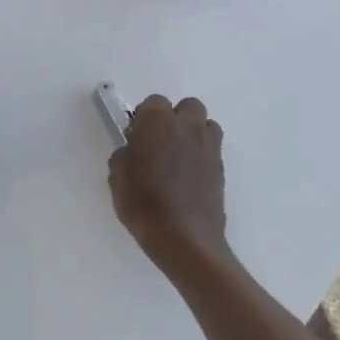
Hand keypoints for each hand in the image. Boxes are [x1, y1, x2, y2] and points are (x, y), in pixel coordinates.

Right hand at [108, 95, 228, 275]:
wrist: (183, 238)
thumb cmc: (142, 201)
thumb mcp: (117, 175)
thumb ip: (126, 154)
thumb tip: (134, 152)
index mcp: (157, 122)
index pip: (154, 102)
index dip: (144, 117)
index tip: (136, 136)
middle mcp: (187, 127)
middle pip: (188, 106)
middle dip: (175, 118)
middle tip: (159, 141)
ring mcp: (209, 147)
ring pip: (206, 125)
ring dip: (193, 133)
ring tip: (178, 156)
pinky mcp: (221, 169)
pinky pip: (212, 150)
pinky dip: (201, 155)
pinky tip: (188, 177)